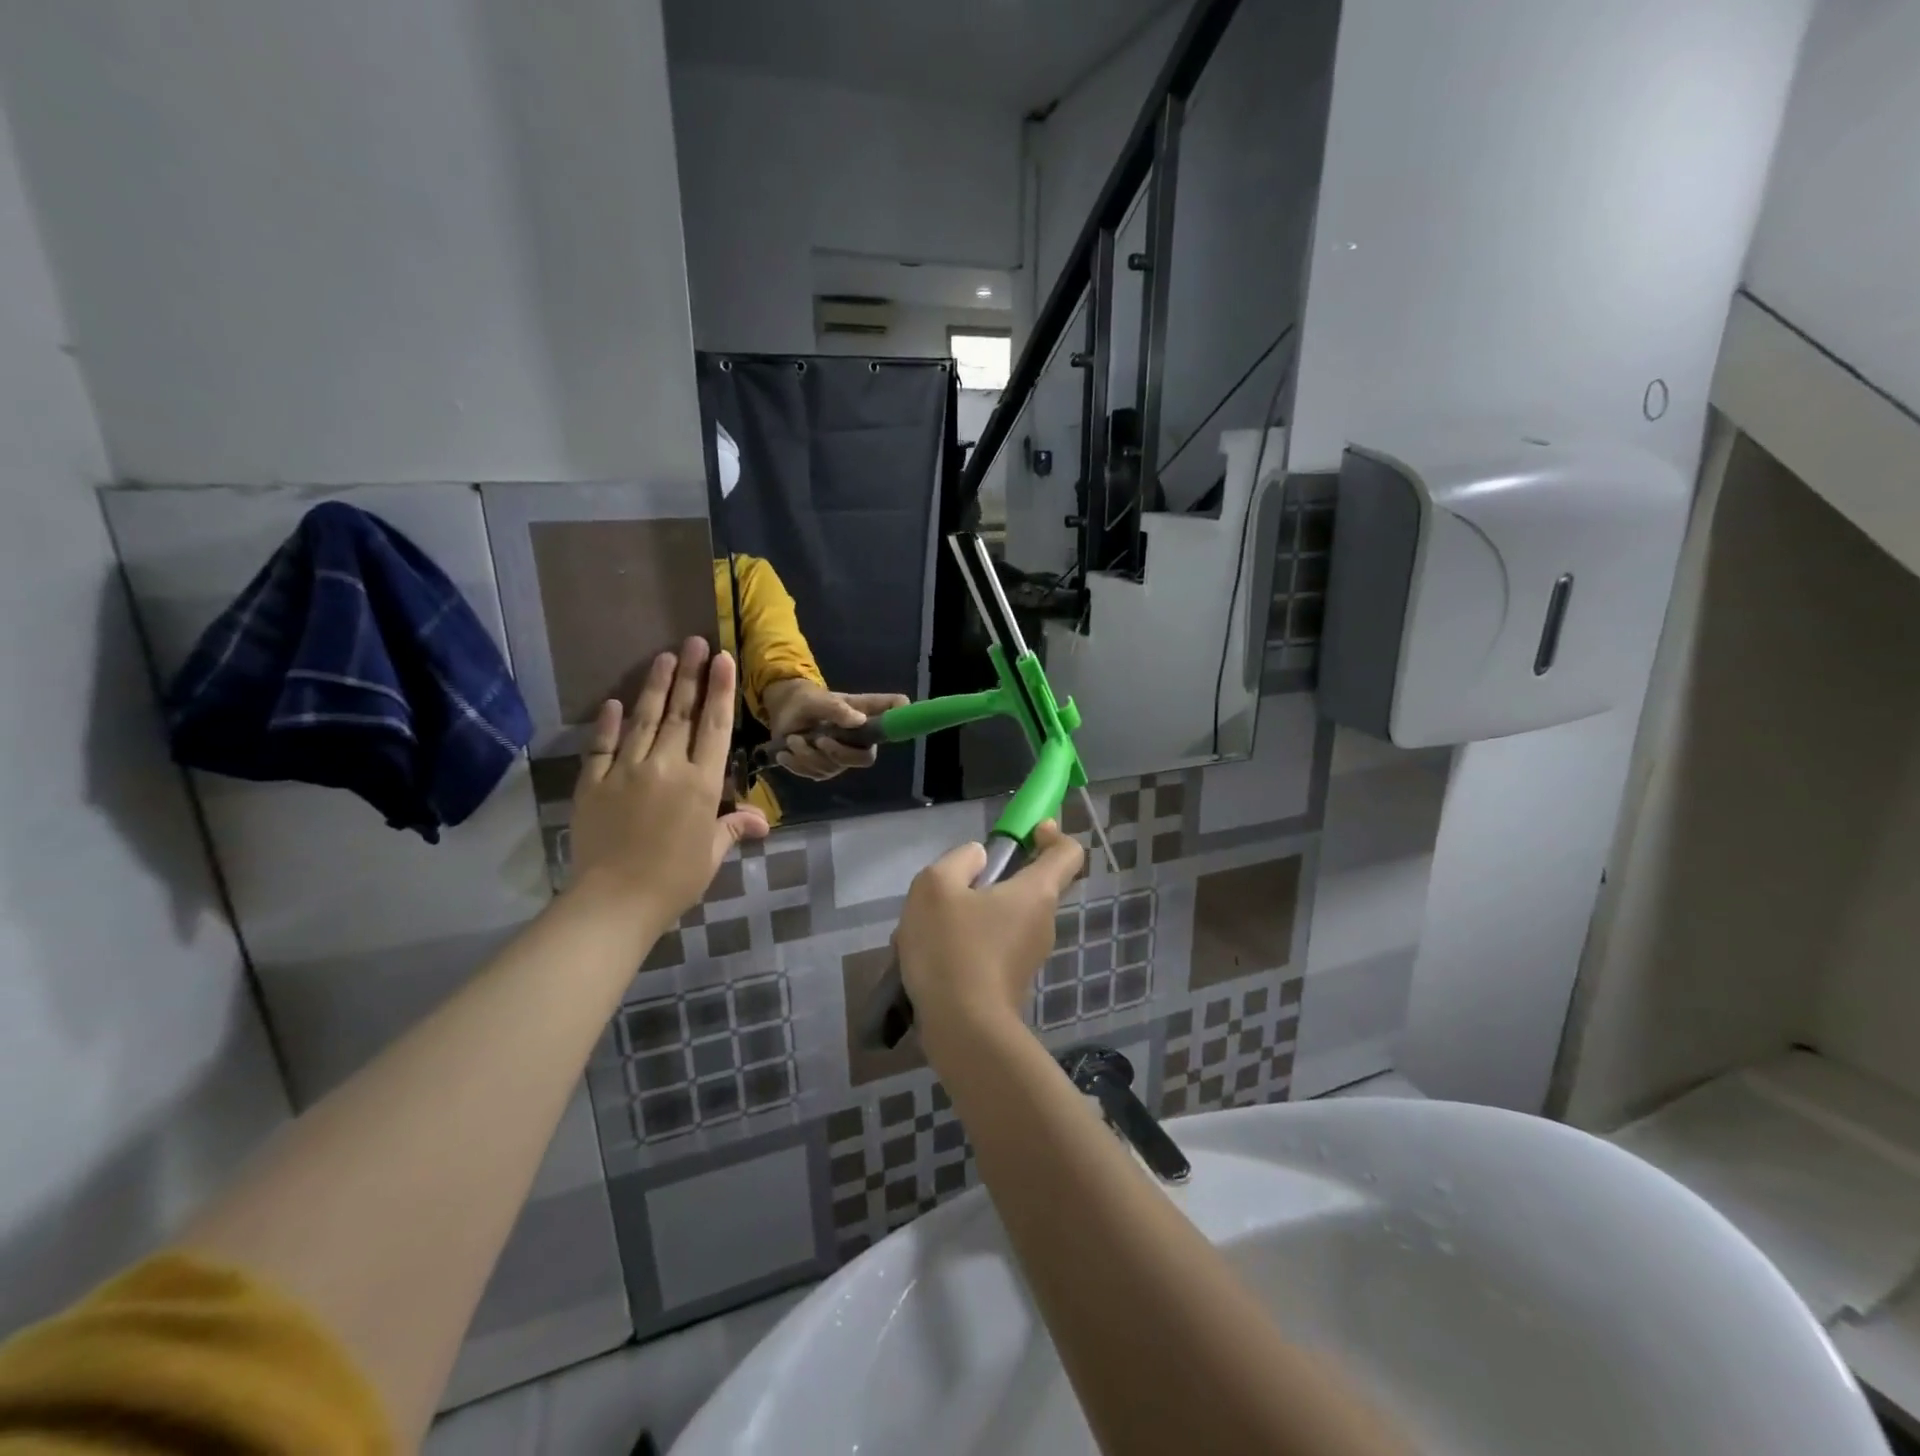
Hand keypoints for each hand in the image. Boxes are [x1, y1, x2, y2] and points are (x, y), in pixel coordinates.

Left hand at [568, 638, 768, 933]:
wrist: (615, 900)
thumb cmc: (675, 879)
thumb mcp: (711, 854)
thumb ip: (732, 828)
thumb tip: (761, 822)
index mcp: (701, 783)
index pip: (715, 727)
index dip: (721, 691)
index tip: (723, 659)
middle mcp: (666, 767)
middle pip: (681, 714)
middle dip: (691, 675)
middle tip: (695, 643)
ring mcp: (627, 771)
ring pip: (643, 720)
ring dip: (656, 687)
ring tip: (665, 657)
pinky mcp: (594, 783)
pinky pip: (602, 746)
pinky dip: (607, 723)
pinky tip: (613, 702)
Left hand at [762, 680, 909, 780]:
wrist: (785, 712)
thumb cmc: (807, 701)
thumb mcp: (818, 700)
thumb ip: (836, 709)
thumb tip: (858, 720)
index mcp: (865, 718)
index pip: (893, 720)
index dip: (901, 722)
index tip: (898, 716)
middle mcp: (859, 741)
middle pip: (865, 758)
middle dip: (838, 753)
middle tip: (818, 740)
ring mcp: (841, 758)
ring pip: (832, 768)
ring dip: (807, 755)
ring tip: (793, 739)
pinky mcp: (823, 769)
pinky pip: (814, 775)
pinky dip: (796, 764)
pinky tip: (786, 753)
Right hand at [894, 822, 1083, 1059]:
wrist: (962, 1030)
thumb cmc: (952, 947)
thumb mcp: (937, 885)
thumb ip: (959, 860)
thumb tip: (978, 859)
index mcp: (1037, 892)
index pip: (1068, 853)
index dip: (1052, 834)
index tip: (1027, 831)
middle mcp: (1043, 922)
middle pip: (1027, 885)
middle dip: (988, 879)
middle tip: (950, 887)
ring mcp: (1029, 955)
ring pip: (1000, 917)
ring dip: (967, 914)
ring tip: (924, 929)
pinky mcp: (1011, 981)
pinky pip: (989, 946)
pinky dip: (964, 943)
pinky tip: (927, 957)